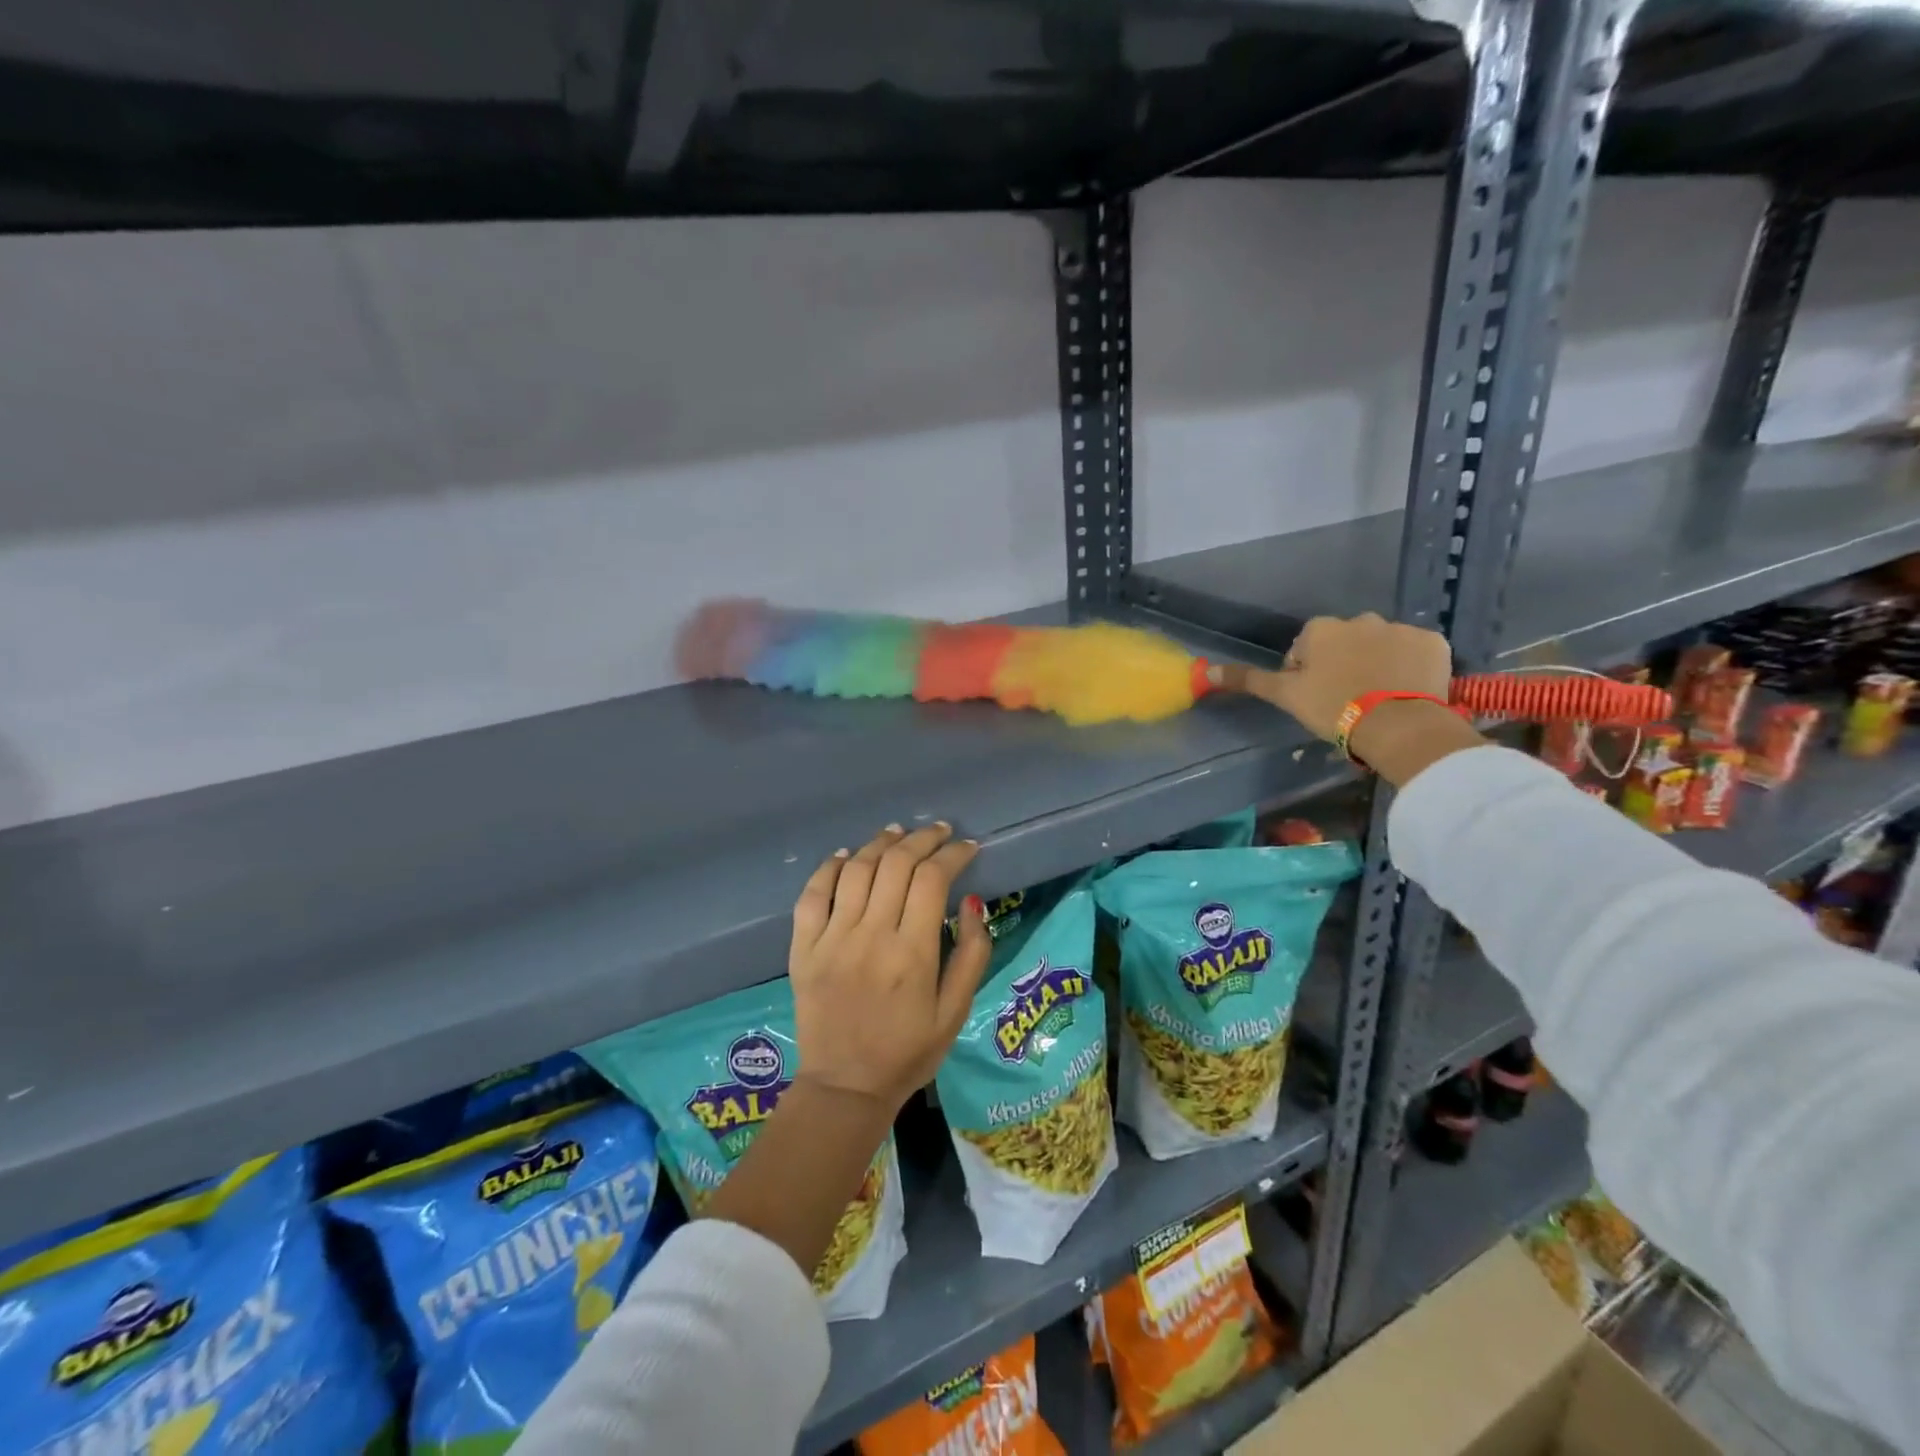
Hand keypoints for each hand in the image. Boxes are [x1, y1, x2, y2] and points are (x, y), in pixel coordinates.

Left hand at [788, 823, 991, 1112]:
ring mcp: (832, 940)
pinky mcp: (804, 949)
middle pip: (896, 864)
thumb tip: (973, 901)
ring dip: (880, 843)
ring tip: (898, 833)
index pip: (933, 879)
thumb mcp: (956, 1011)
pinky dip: (829, 868)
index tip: (968, 847)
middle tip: (939, 832)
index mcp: (913, 953)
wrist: (845, 1088)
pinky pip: (812, 895)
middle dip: (922, 839)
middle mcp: (871, 936)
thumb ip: (972, 954)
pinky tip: (846, 856)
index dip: (953, 854)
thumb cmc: (909, 1052)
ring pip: (856, 870)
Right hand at [1211, 612, 1452, 742]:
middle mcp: (1360, 619)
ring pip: (1380, 646)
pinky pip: (1414, 653)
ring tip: (1376, 699)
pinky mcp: (1434, 643)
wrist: (1397, 724)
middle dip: (1343, 664)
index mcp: (1321, 629)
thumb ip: (1248, 680)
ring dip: (1375, 664)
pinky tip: (1405, 692)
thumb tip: (1206, 670)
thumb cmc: (1332, 707)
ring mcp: (1400, 629)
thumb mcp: (1285, 696)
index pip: (1305, 648)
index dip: (1305, 674)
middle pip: (1343, 643)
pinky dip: (1408, 668)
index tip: (1314, 699)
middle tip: (1345, 700)